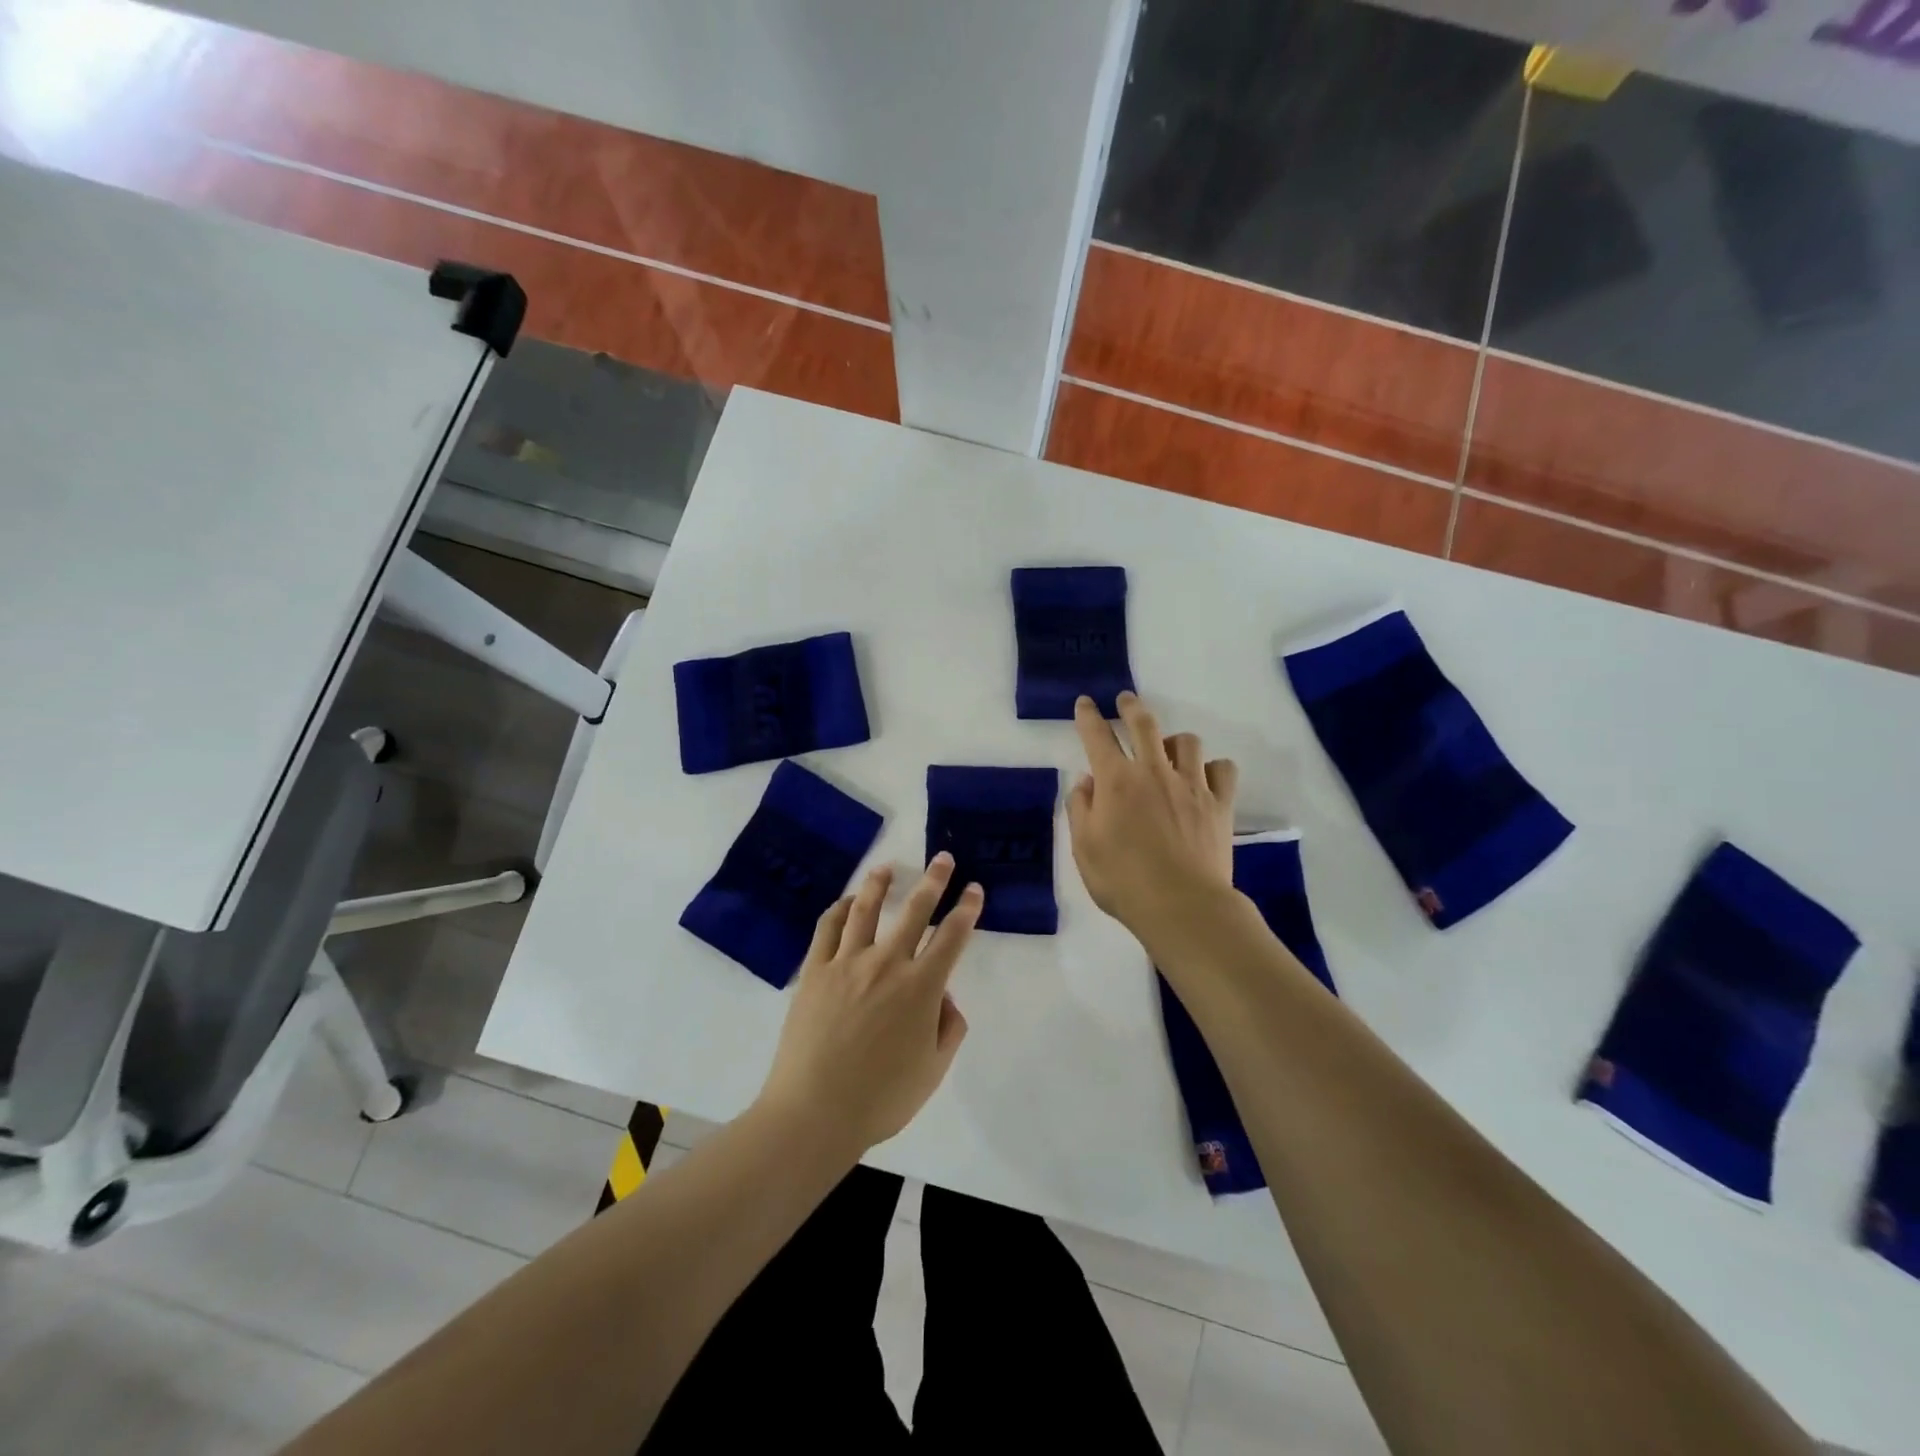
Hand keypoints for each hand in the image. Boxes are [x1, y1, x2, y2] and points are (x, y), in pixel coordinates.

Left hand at [757, 855, 980, 1152]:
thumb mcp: (934, 1071)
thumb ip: (949, 1028)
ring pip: (866, 909)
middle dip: (934, 881)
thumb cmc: (881, 1099)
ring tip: (888, 867)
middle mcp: (887, 964)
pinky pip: (827, 929)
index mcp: (921, 988)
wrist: (815, 1113)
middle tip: (942, 859)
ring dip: (880, 884)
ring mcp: (847, 963)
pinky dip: (838, 909)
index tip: (974, 889)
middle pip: (914, 910)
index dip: (967, 909)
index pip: (952, 937)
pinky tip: (845, 901)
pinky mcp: (815, 971)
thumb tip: (943, 996)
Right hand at [1067, 692, 1239, 945]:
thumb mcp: (1083, 848)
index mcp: (1115, 781)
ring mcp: (1190, 784)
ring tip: (1169, 751)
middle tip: (1126, 701)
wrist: (1181, 905)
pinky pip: (1222, 769)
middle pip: (1144, 724)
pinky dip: (1212, 768)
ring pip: (1187, 741)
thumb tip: (1087, 782)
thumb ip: (1080, 809)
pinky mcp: (1219, 803)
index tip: (1085, 704)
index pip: (1097, 736)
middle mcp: (1153, 772)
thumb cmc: (1122, 880)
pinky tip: (1204, 778)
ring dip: (1174, 741)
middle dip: (1132, 707)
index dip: (1088, 716)